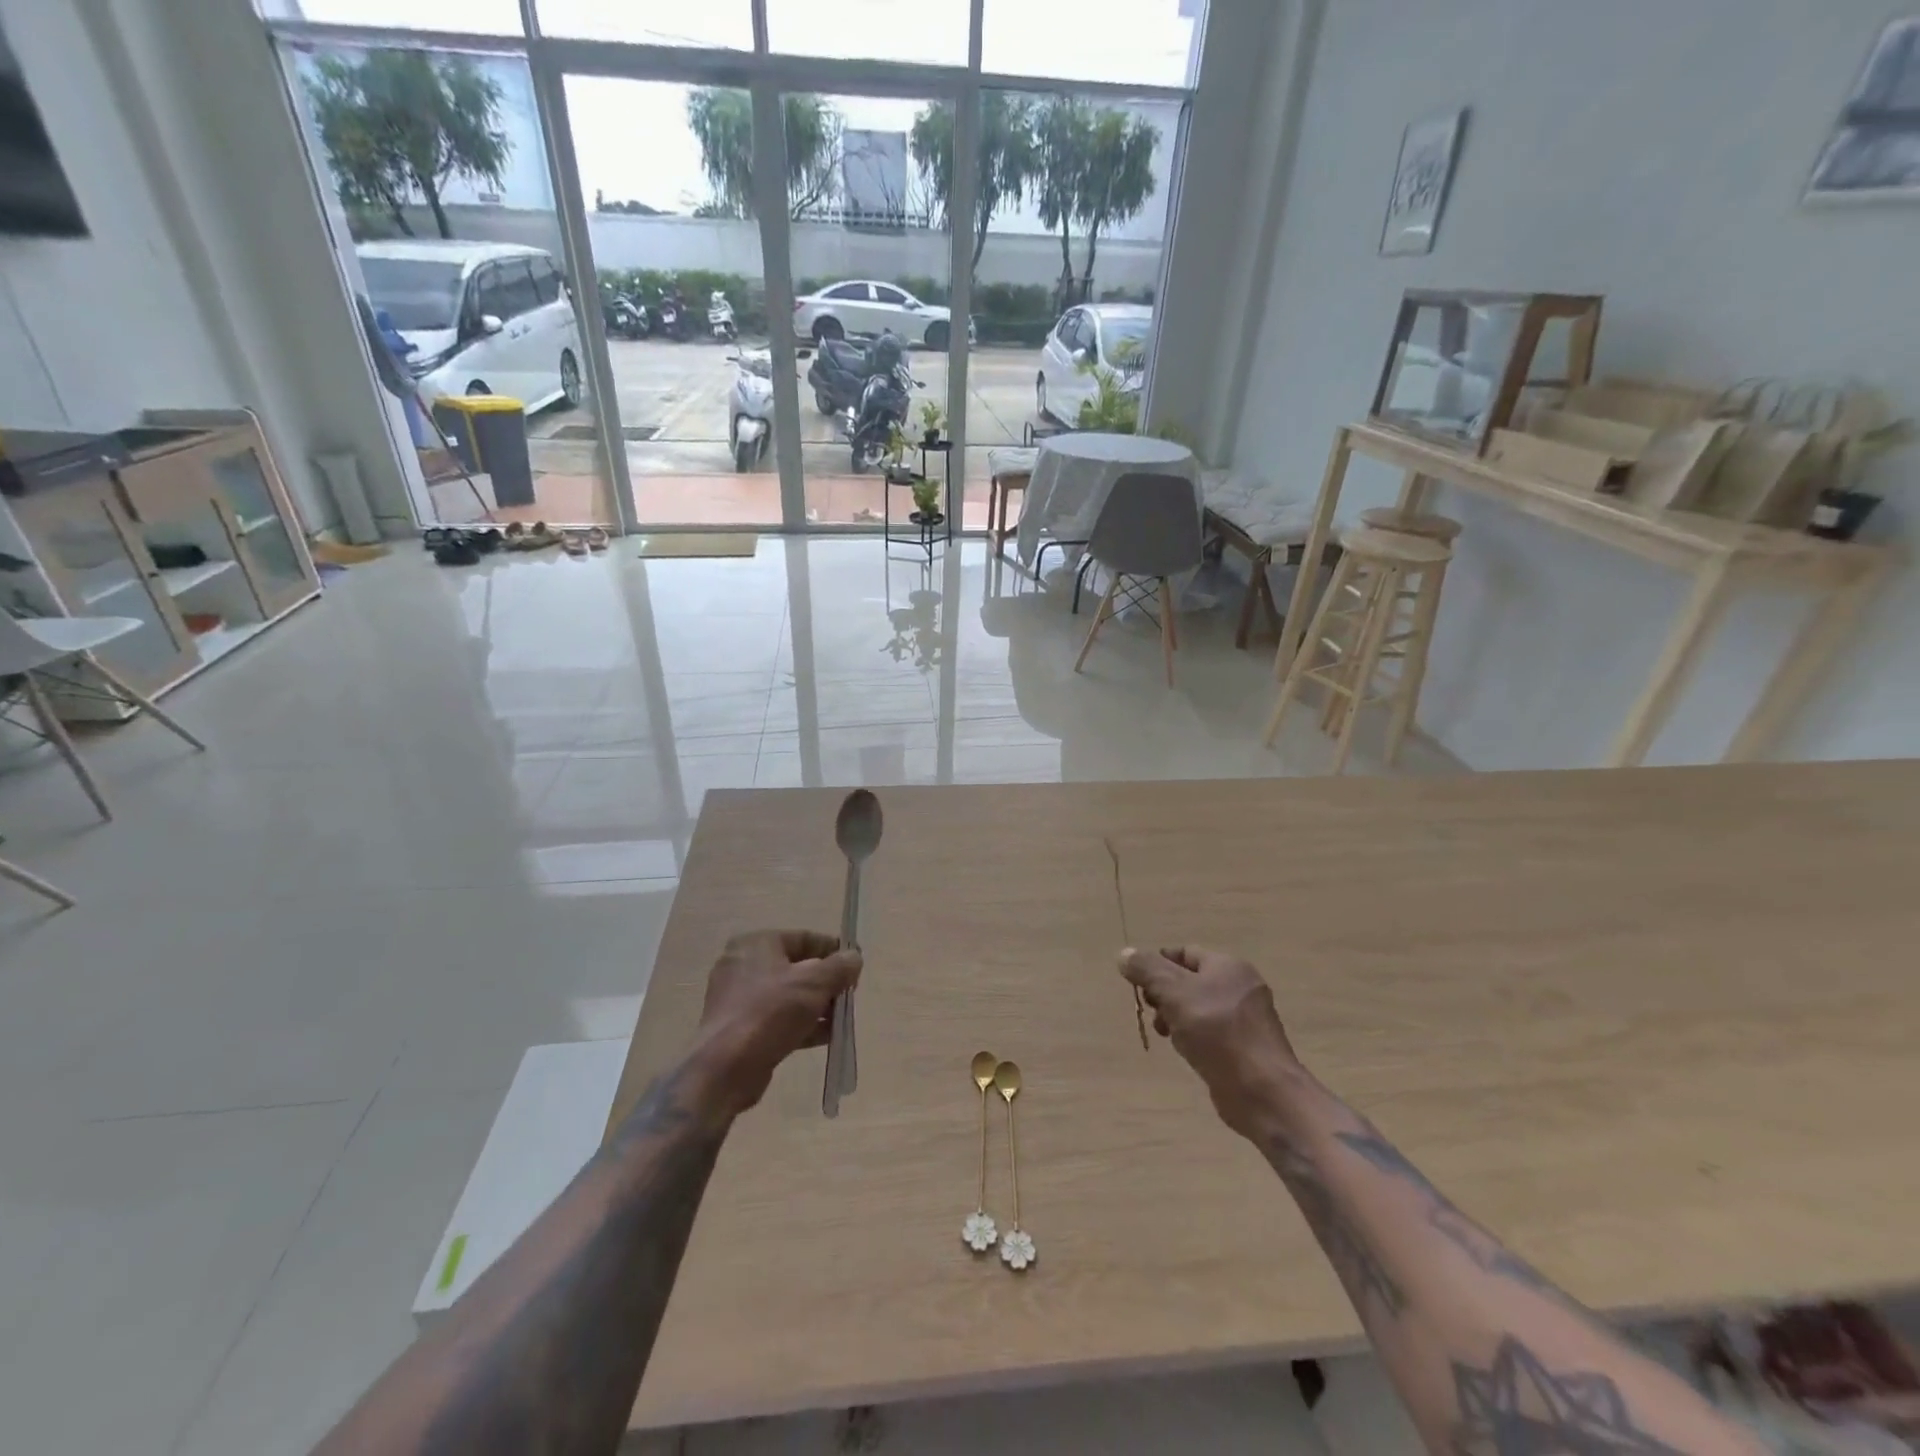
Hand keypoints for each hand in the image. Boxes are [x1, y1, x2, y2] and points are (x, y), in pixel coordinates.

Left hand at [694, 930, 861, 1118]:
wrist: (725, 1068)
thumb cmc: (771, 1012)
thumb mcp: (814, 983)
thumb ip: (840, 967)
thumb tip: (854, 958)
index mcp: (756, 943)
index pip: (804, 938)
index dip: (834, 950)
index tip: (855, 966)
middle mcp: (743, 965)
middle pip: (797, 967)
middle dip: (826, 982)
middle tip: (849, 995)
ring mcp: (739, 998)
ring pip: (788, 995)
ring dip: (817, 1006)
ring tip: (841, 1019)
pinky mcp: (740, 1028)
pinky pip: (778, 1018)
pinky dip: (801, 1024)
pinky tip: (826, 1036)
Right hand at [1119, 946, 1299, 1138]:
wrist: (1262, 1091)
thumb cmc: (1217, 1033)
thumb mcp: (1174, 993)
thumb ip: (1147, 970)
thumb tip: (1125, 954)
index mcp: (1227, 966)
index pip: (1184, 952)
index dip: (1157, 964)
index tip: (1138, 984)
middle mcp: (1240, 986)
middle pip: (1190, 980)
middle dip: (1164, 994)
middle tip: (1151, 1011)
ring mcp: (1246, 1018)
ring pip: (1199, 1008)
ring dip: (1176, 1017)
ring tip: (1166, 1034)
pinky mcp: (1246, 1047)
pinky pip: (1211, 1031)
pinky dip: (1194, 1036)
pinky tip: (1186, 1051)